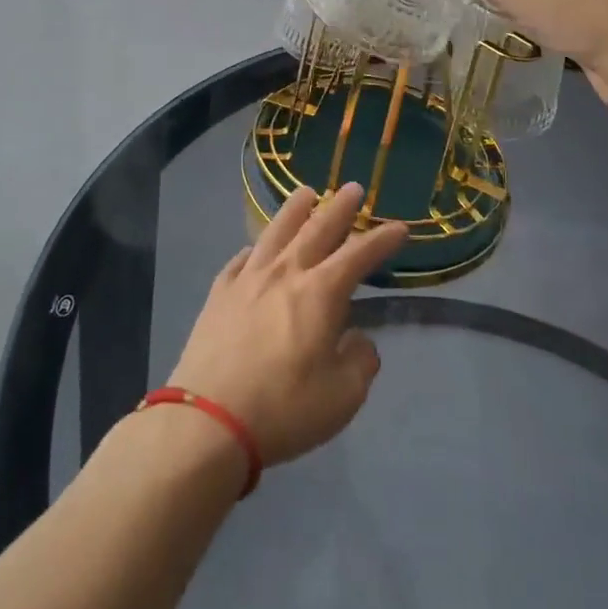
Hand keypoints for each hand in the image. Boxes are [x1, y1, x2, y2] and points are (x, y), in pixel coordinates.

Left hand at [167, 184, 404, 467]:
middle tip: (352, 188)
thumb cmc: (285, 408)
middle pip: (317, 229)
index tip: (399, 227)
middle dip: (339, 208)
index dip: (382, 239)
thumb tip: (357, 339)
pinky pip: (241, 259)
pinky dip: (255, 248)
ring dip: (295, 210)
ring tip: (306, 193)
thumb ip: (359, 361)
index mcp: (321, 293)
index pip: (359, 255)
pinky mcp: (219, 294)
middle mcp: (286, 273)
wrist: (208, 420)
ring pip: (276, 232)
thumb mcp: (343, 396)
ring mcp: (248, 280)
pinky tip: (256, 248)